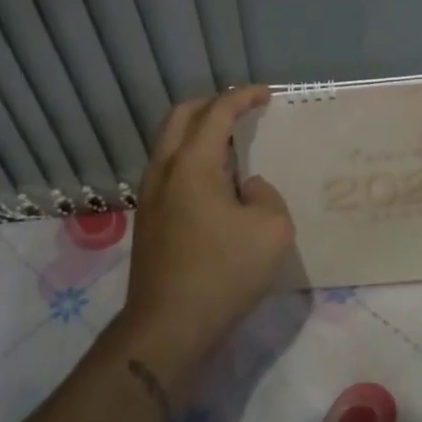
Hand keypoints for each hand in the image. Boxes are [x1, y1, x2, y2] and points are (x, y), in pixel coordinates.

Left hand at [116, 85, 293, 378]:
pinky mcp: (149, 221)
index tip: (266, 94)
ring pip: (170, 144)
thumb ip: (265, 195)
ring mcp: (150, 197)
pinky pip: (170, 170)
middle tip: (241, 110)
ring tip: (231, 144)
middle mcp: (164, 171)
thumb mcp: (272, 230)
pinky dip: (192, 159)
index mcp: (193, 165)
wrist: (168, 328)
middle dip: (211, 105)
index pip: (217, 112)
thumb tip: (247, 188)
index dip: (242, 97)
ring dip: (198, 133)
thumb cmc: (224, 273)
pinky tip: (216, 182)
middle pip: (181, 117)